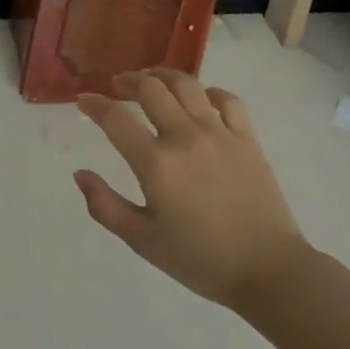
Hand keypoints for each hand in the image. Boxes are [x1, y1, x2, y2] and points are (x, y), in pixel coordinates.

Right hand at [74, 69, 309, 310]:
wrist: (269, 272)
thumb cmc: (201, 260)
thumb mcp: (143, 242)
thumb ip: (105, 207)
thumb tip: (79, 174)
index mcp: (156, 164)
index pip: (115, 118)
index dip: (94, 104)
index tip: (83, 101)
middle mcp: (184, 137)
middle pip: (150, 88)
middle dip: (127, 80)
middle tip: (117, 85)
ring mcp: (218, 133)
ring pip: (186, 84)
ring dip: (162, 76)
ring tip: (152, 80)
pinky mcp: (246, 138)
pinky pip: (226, 99)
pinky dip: (208, 92)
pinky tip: (200, 98)